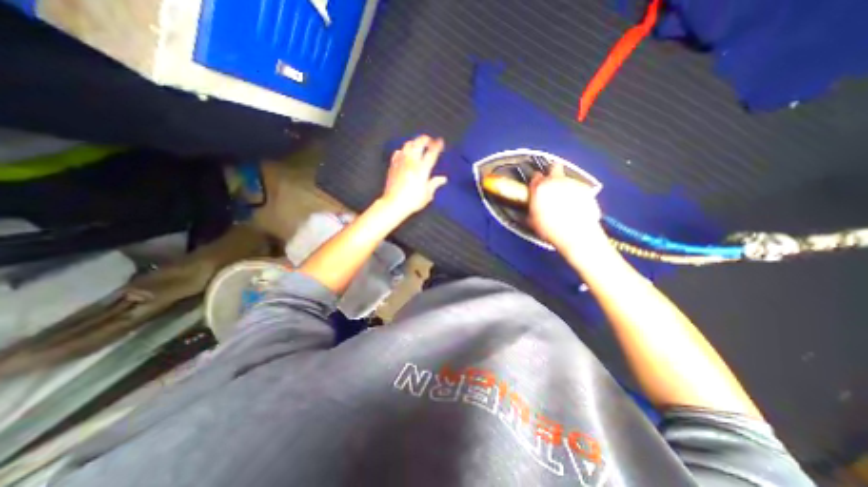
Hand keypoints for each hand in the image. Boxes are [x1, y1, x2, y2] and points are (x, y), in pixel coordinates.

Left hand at [381, 135, 446, 215]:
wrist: (394, 203)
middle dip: (425, 139)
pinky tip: (404, 153)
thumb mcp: (427, 194)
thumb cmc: (413, 201)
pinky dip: (403, 150)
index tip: (440, 141)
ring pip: (407, 145)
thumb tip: (443, 179)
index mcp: (422, 169)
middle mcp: (412, 162)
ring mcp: (401, 162)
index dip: (437, 145)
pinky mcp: (393, 165)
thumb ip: (435, 184)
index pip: (431, 153)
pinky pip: (398, 153)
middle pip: (418, 143)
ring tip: (417, 145)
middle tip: (429, 140)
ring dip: (414, 142)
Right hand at [525, 165, 604, 252]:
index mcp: (540, 188)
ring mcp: (573, 184)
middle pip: (554, 168)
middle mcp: (556, 182)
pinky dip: (575, 193)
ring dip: (564, 185)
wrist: (577, 234)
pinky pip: (578, 188)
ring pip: (567, 178)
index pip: (535, 176)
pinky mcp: (586, 190)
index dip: (536, 181)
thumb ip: (532, 207)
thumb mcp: (533, 220)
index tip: (536, 186)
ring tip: (563, 199)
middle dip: (552, 172)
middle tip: (551, 183)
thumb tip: (532, 204)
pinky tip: (574, 205)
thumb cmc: (551, 229)